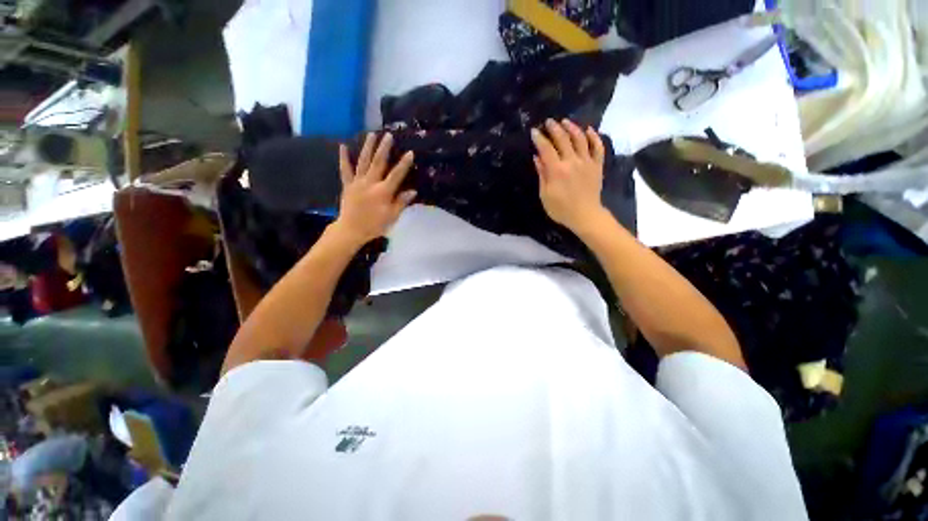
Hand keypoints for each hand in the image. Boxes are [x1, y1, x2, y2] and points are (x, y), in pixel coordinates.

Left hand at [334, 132, 416, 244]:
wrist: (351, 230)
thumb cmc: (374, 225)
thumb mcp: (392, 216)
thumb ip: (401, 202)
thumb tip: (412, 191)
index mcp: (383, 192)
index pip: (396, 175)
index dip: (403, 164)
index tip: (410, 152)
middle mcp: (370, 183)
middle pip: (378, 163)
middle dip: (384, 148)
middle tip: (388, 135)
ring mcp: (357, 182)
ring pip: (363, 162)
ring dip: (367, 147)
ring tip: (371, 134)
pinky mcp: (347, 185)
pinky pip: (345, 169)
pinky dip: (344, 158)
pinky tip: (343, 146)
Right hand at [531, 119, 607, 232]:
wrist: (585, 215)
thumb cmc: (561, 209)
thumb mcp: (545, 195)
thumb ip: (542, 174)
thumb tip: (537, 157)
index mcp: (557, 170)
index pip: (546, 148)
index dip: (539, 138)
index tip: (534, 131)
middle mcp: (572, 161)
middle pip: (563, 139)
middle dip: (554, 128)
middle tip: (548, 122)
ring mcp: (587, 162)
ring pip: (580, 138)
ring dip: (572, 128)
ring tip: (565, 122)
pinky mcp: (597, 165)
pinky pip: (598, 147)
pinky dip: (594, 136)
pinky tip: (588, 129)